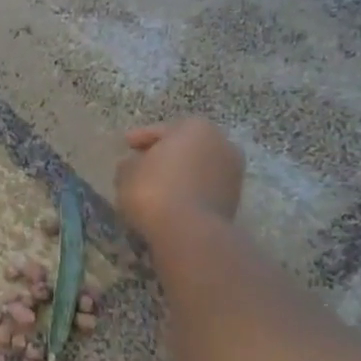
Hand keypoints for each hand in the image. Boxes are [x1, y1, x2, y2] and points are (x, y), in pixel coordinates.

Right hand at [115, 120, 245, 240]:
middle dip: (165, 156)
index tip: (126, 146)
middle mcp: (221, 144)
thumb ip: (130, 164)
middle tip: (141, 166)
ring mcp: (232, 173)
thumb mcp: (127, 173)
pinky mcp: (234, 201)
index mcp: (196, 128)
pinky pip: (203, 190)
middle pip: (185, 148)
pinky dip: (188, 193)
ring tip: (154, 188)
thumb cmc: (154, 191)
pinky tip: (169, 203)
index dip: (140, 138)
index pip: (162, 130)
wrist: (189, 232)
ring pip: (197, 170)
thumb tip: (134, 166)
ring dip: (178, 176)